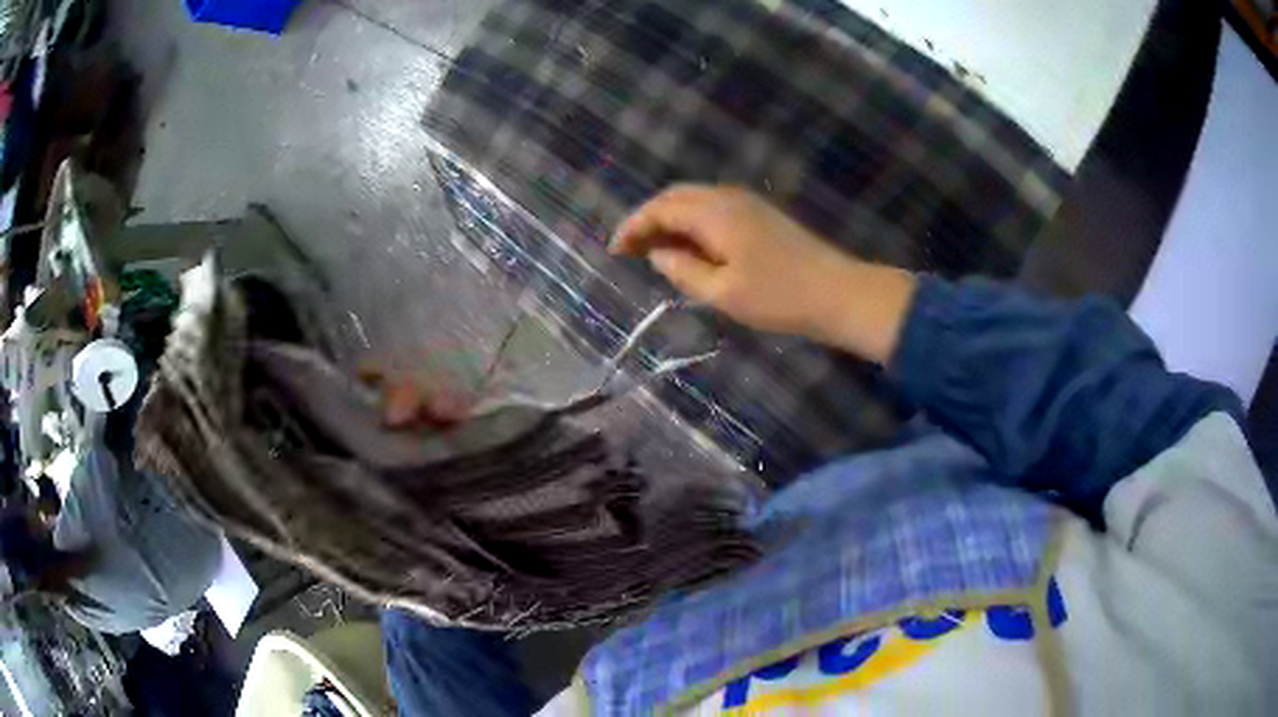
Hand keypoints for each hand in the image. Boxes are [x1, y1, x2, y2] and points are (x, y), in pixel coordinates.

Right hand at [611, 185, 914, 363]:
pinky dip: (692, 224)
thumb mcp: (722, 292)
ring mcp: (748, 204)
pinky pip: (713, 210)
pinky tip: (690, 249)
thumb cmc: (778, 297)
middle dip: (648, 219)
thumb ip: (683, 270)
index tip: (614, 250)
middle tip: (630, 249)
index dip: (633, 226)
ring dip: (670, 221)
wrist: (838, 293)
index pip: (661, 208)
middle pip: (676, 197)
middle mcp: (728, 198)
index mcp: (715, 213)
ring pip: (695, 201)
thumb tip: (658, 254)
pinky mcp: (761, 216)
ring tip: (654, 251)